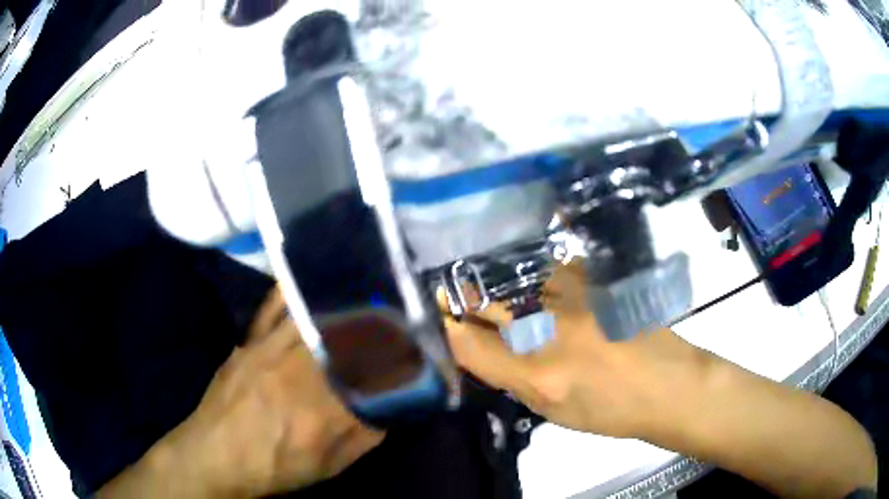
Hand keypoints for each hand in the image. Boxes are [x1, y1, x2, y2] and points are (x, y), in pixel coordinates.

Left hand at [100, 289, 383, 497]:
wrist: (215, 455)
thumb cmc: (273, 466)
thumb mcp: (327, 466)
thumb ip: (363, 437)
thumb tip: (393, 408)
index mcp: (324, 409)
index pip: (377, 374)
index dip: (405, 360)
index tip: (424, 349)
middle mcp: (301, 371)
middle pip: (350, 336)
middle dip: (382, 320)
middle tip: (402, 308)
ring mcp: (271, 350)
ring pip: (317, 317)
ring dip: (346, 300)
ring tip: (369, 283)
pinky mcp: (250, 341)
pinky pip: (274, 308)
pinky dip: (293, 290)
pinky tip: (309, 275)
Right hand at [446, 263, 878, 496]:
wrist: (670, 386)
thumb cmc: (612, 410)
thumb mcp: (554, 409)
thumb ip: (513, 378)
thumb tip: (484, 348)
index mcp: (539, 376)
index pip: (473, 344)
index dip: (449, 326)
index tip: (437, 314)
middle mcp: (553, 333)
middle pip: (490, 306)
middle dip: (462, 295)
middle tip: (444, 285)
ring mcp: (577, 302)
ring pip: (517, 281)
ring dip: (494, 277)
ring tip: (478, 272)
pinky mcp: (599, 284)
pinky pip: (553, 267)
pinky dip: (536, 266)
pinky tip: (529, 266)